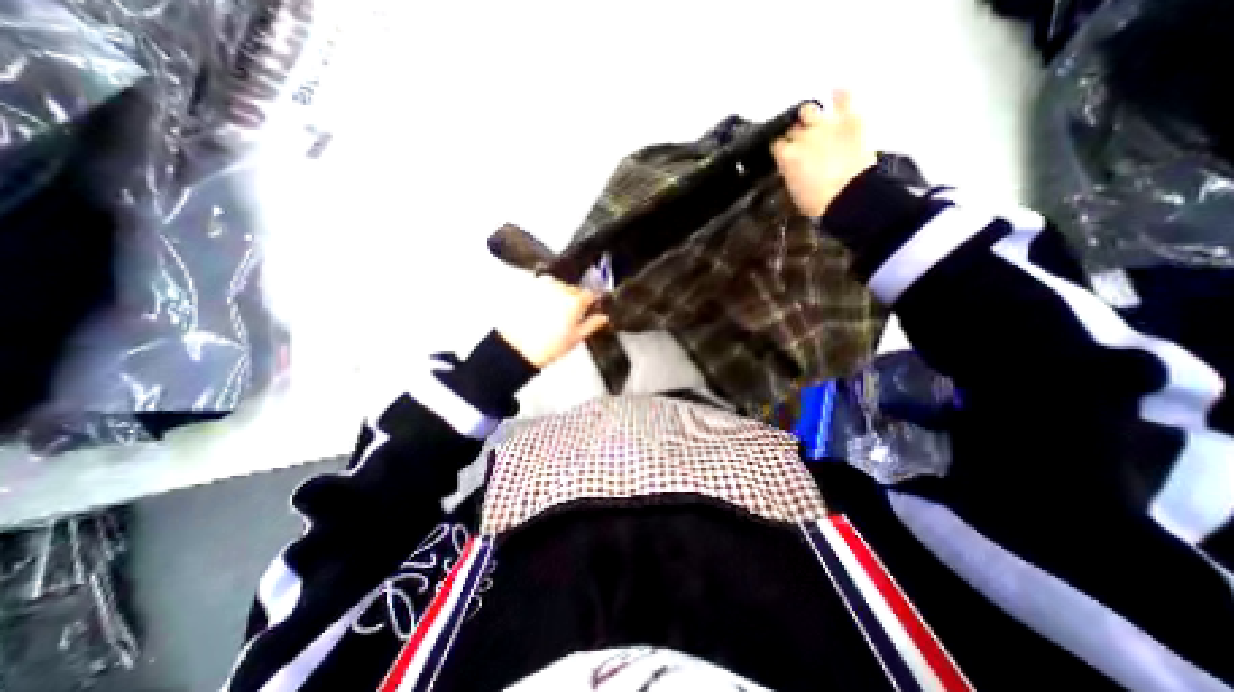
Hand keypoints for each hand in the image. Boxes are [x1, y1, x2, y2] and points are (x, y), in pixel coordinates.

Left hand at [495, 275, 610, 370]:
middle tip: (569, 315)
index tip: (588, 308)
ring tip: (553, 312)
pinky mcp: (527, 289)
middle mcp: (559, 290)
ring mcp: (542, 287)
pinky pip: (541, 286)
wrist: (516, 349)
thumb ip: (592, 324)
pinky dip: (544, 293)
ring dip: (558, 294)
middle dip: (573, 299)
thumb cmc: (545, 347)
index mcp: (574, 301)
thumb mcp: (575, 339)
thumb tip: (602, 318)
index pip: (590, 294)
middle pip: (573, 289)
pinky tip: (541, 308)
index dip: (590, 302)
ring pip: (557, 285)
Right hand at [768, 88, 876, 214]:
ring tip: (813, 117)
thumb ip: (790, 172)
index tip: (782, 150)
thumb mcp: (795, 191)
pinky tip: (837, 90)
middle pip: (792, 127)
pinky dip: (840, 92)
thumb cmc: (818, 202)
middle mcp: (802, 136)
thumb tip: (790, 167)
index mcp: (786, 156)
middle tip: (800, 138)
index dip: (780, 146)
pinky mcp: (850, 118)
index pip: (776, 144)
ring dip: (809, 113)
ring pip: (809, 109)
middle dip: (794, 132)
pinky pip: (844, 96)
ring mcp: (825, 124)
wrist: (849, 196)